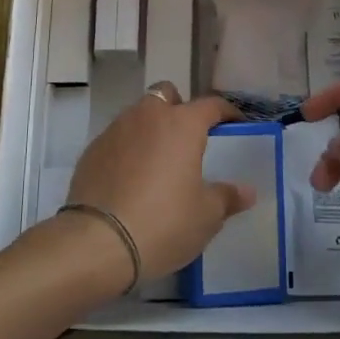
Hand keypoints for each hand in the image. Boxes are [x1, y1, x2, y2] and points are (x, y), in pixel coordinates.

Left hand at [65, 83, 250, 283]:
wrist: (97, 243)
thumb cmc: (163, 223)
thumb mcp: (206, 216)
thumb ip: (227, 197)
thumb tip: (247, 191)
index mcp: (182, 125)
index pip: (211, 105)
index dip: (226, 112)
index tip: (235, 124)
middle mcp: (148, 116)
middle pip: (167, 95)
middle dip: (179, 108)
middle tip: (188, 139)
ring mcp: (116, 130)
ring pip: (138, 114)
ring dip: (151, 127)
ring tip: (158, 160)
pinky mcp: (92, 150)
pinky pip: (117, 138)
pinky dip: (127, 149)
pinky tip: (130, 178)